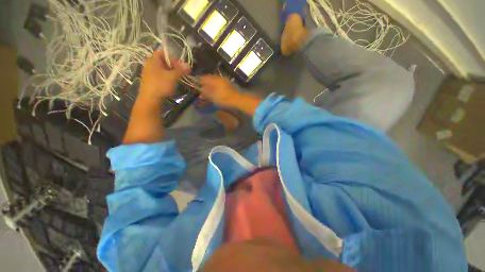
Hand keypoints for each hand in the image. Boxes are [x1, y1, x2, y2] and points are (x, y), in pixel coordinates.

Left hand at [139, 50, 189, 99]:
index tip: (181, 64)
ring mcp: (149, 73)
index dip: (173, 57)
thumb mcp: (173, 77)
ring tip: (178, 78)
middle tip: (181, 71)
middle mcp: (149, 64)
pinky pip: (160, 75)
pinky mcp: (151, 81)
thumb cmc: (161, 85)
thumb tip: (189, 65)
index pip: (163, 52)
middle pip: (163, 61)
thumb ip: (181, 70)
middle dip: (173, 65)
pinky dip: (167, 77)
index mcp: (153, 60)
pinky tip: (172, 83)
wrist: (150, 100)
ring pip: (162, 69)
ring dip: (171, 72)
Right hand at [200, 75, 261, 115]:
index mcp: (214, 79)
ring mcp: (224, 81)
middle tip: (201, 92)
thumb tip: (200, 89)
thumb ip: (205, 92)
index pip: (203, 77)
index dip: (198, 82)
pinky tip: (214, 94)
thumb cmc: (223, 98)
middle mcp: (218, 78)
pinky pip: (218, 86)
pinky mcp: (227, 86)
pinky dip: (215, 89)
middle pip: (208, 80)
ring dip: (209, 88)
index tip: (195, 87)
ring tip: (207, 94)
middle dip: (204, 85)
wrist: (237, 100)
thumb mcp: (212, 96)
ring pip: (213, 83)